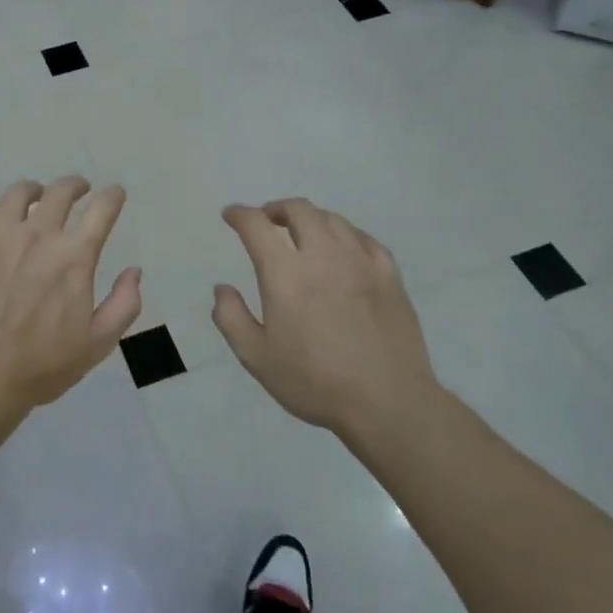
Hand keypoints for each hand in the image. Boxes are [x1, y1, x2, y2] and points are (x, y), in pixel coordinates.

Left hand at [0, 177, 142, 424]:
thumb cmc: (41, 365)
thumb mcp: (98, 344)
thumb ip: (124, 304)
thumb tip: (134, 271)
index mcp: (74, 256)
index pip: (102, 210)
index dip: (113, 196)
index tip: (115, 193)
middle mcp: (38, 235)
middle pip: (61, 191)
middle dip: (75, 185)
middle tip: (79, 190)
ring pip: (18, 193)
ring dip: (34, 190)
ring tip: (36, 196)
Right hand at [213, 199, 441, 437]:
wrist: (388, 403)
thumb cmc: (315, 382)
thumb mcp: (256, 357)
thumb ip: (231, 317)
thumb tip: (222, 288)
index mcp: (286, 274)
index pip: (256, 226)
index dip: (240, 215)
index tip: (231, 216)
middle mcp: (323, 257)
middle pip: (299, 210)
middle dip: (276, 208)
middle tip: (267, 221)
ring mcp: (361, 263)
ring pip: (333, 220)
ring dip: (310, 218)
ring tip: (302, 233)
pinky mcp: (390, 276)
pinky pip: (364, 239)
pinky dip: (345, 234)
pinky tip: (343, 249)